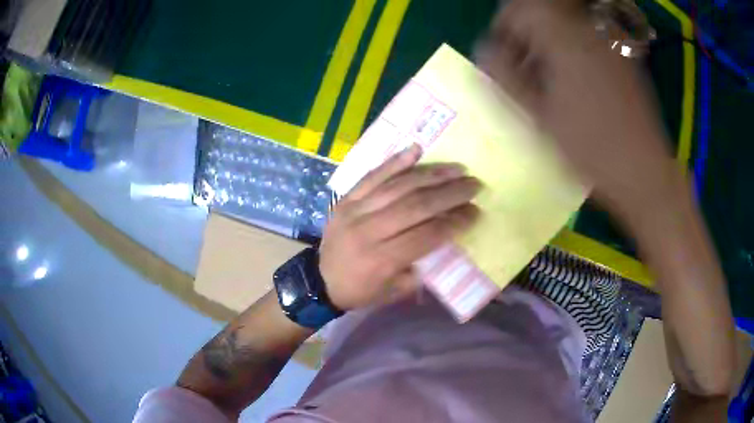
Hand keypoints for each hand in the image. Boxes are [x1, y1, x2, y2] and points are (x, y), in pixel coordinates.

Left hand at [319, 144, 480, 309]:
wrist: (319, 281)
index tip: (476, 212)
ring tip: (456, 169)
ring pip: (399, 186)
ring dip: (432, 174)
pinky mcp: (346, 198)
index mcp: (382, 259)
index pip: (427, 234)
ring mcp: (355, 209)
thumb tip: (445, 238)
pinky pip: (373, 175)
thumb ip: (421, 268)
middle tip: (474, 185)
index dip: (455, 221)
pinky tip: (416, 149)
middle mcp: (369, 230)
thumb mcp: (393, 292)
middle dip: (451, 193)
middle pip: (417, 205)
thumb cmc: (360, 290)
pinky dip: (395, 161)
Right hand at [475, 0, 680, 213]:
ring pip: (566, 26)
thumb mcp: (539, 115)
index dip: (504, 25)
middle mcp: (588, 31)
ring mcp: (609, 45)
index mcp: (565, 39)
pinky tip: (572, 84)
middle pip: (544, 13)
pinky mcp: (623, 60)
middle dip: (525, 34)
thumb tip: (483, 49)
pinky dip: (570, 52)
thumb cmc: (591, 148)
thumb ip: (505, 75)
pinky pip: (587, 41)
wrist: (644, 173)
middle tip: (521, 66)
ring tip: (545, 79)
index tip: (500, 51)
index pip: (522, 8)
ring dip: (547, 44)